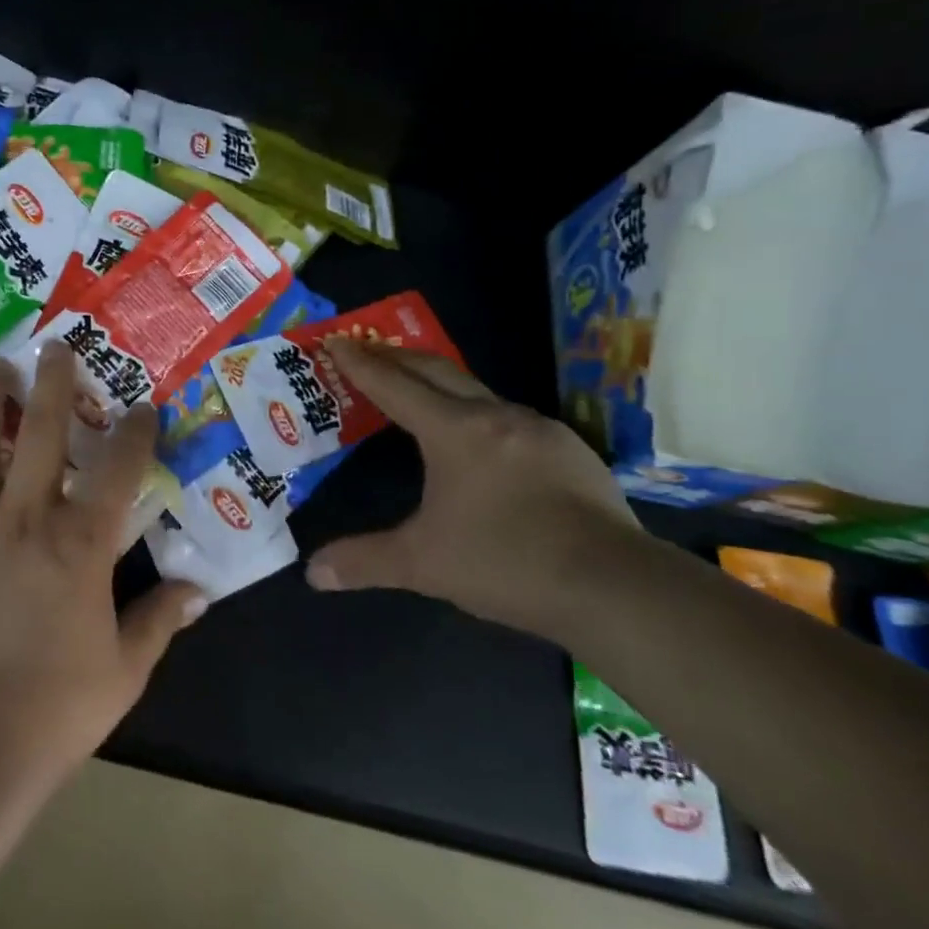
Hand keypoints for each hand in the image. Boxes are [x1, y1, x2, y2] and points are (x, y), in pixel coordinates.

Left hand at [0, 343, 206, 789]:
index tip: (144, 406)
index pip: (118, 470)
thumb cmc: (53, 710)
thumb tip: (199, 590)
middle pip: (40, 434)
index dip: (135, 432)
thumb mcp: (125, 670)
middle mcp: (25, 519)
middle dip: (53, 384)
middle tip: (56, 346)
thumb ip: (161, 620)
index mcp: (80, 545)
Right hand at [304, 337, 650, 642]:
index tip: (337, 340)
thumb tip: (313, 573)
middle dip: (397, 357)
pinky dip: (479, 414)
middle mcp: (496, 415)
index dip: (361, 362)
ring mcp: (540, 429)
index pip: (395, 385)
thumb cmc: (505, 562)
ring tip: (420, 394)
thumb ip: (364, 561)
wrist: (615, 588)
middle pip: (437, 370)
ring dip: (441, 385)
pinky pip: (510, 418)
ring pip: (478, 392)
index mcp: (454, 431)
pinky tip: (482, 442)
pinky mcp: (571, 450)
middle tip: (367, 348)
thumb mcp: (423, 564)